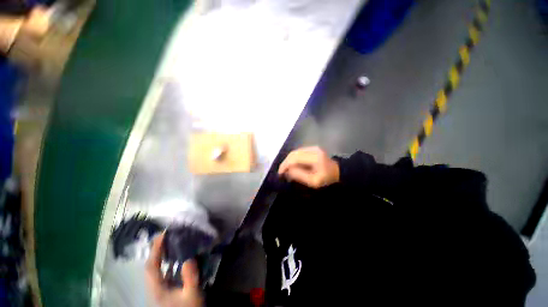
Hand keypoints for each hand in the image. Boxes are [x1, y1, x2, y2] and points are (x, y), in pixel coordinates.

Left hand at [146, 234, 203, 306]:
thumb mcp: (191, 294)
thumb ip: (190, 277)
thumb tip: (189, 258)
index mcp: (157, 288)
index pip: (151, 266)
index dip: (155, 249)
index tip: (163, 234)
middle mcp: (154, 287)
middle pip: (151, 266)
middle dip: (157, 250)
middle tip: (167, 235)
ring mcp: (159, 289)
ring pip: (157, 269)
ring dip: (162, 255)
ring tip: (172, 242)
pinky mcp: (166, 290)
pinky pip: (164, 272)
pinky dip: (168, 262)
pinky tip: (177, 257)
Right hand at [278, 147, 339, 188]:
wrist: (338, 172)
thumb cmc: (327, 179)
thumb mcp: (313, 181)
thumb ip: (299, 175)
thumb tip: (287, 171)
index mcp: (314, 157)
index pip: (295, 158)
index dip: (285, 164)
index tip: (280, 173)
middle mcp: (313, 149)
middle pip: (294, 153)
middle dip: (286, 162)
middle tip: (282, 172)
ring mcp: (313, 147)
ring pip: (295, 152)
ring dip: (289, 160)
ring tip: (286, 169)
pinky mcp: (312, 148)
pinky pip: (299, 152)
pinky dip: (293, 158)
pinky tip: (292, 165)